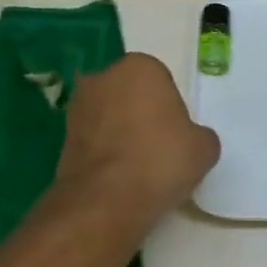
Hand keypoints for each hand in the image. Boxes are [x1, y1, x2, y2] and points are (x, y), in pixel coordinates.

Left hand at [56, 53, 220, 224]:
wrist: (106, 200)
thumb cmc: (160, 160)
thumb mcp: (204, 148)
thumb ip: (199, 135)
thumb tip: (190, 140)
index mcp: (140, 66)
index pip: (162, 82)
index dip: (171, 109)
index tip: (176, 134)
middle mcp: (104, 77)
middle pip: (131, 94)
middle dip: (142, 114)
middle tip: (158, 147)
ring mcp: (78, 106)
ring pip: (109, 116)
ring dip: (120, 132)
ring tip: (137, 166)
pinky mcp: (62, 136)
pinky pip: (94, 139)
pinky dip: (104, 152)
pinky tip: (118, 176)